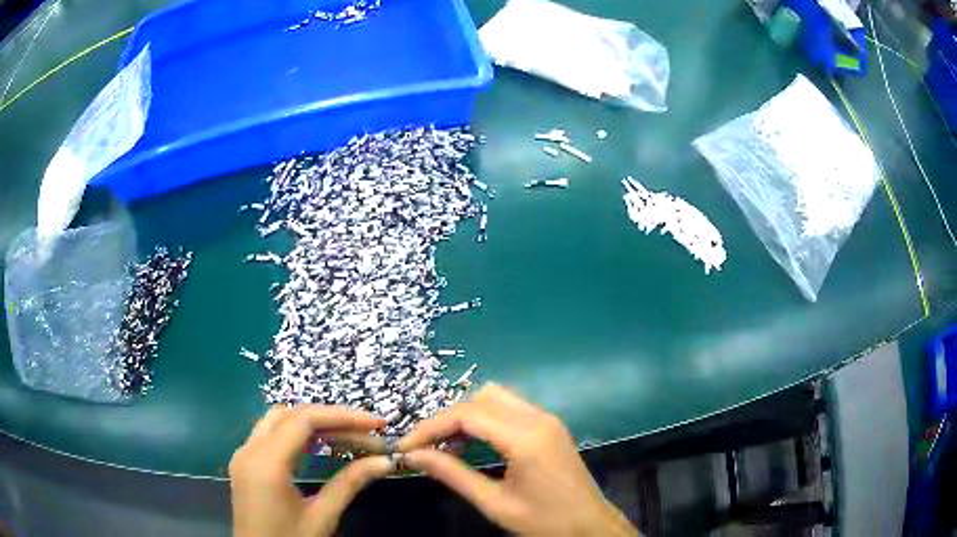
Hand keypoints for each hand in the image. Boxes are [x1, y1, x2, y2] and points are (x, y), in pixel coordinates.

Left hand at [229, 406, 392, 536]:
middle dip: (331, 418)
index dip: (342, 416)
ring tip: (347, 435)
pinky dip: (296, 433)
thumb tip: (385, 462)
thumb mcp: (322, 517)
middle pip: (291, 415)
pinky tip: (319, 445)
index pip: (304, 420)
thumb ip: (350, 484)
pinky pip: (269, 434)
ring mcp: (243, 455)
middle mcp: (249, 450)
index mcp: (266, 464)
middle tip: (367, 431)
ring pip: (277, 420)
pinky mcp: (244, 463)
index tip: (376, 423)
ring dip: (312, 422)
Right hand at [399, 384, 637, 536]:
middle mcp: (538, 418)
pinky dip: (485, 419)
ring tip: (446, 445)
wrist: (590, 525)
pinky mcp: (550, 426)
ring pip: (495, 397)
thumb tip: (413, 456)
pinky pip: (510, 409)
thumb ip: (452, 475)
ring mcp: (547, 419)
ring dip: (466, 416)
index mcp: (526, 438)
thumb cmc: (544, 521)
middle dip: (447, 418)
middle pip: (480, 398)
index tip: (406, 446)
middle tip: (426, 446)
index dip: (430, 427)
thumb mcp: (494, 503)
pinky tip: (473, 444)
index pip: (467, 415)